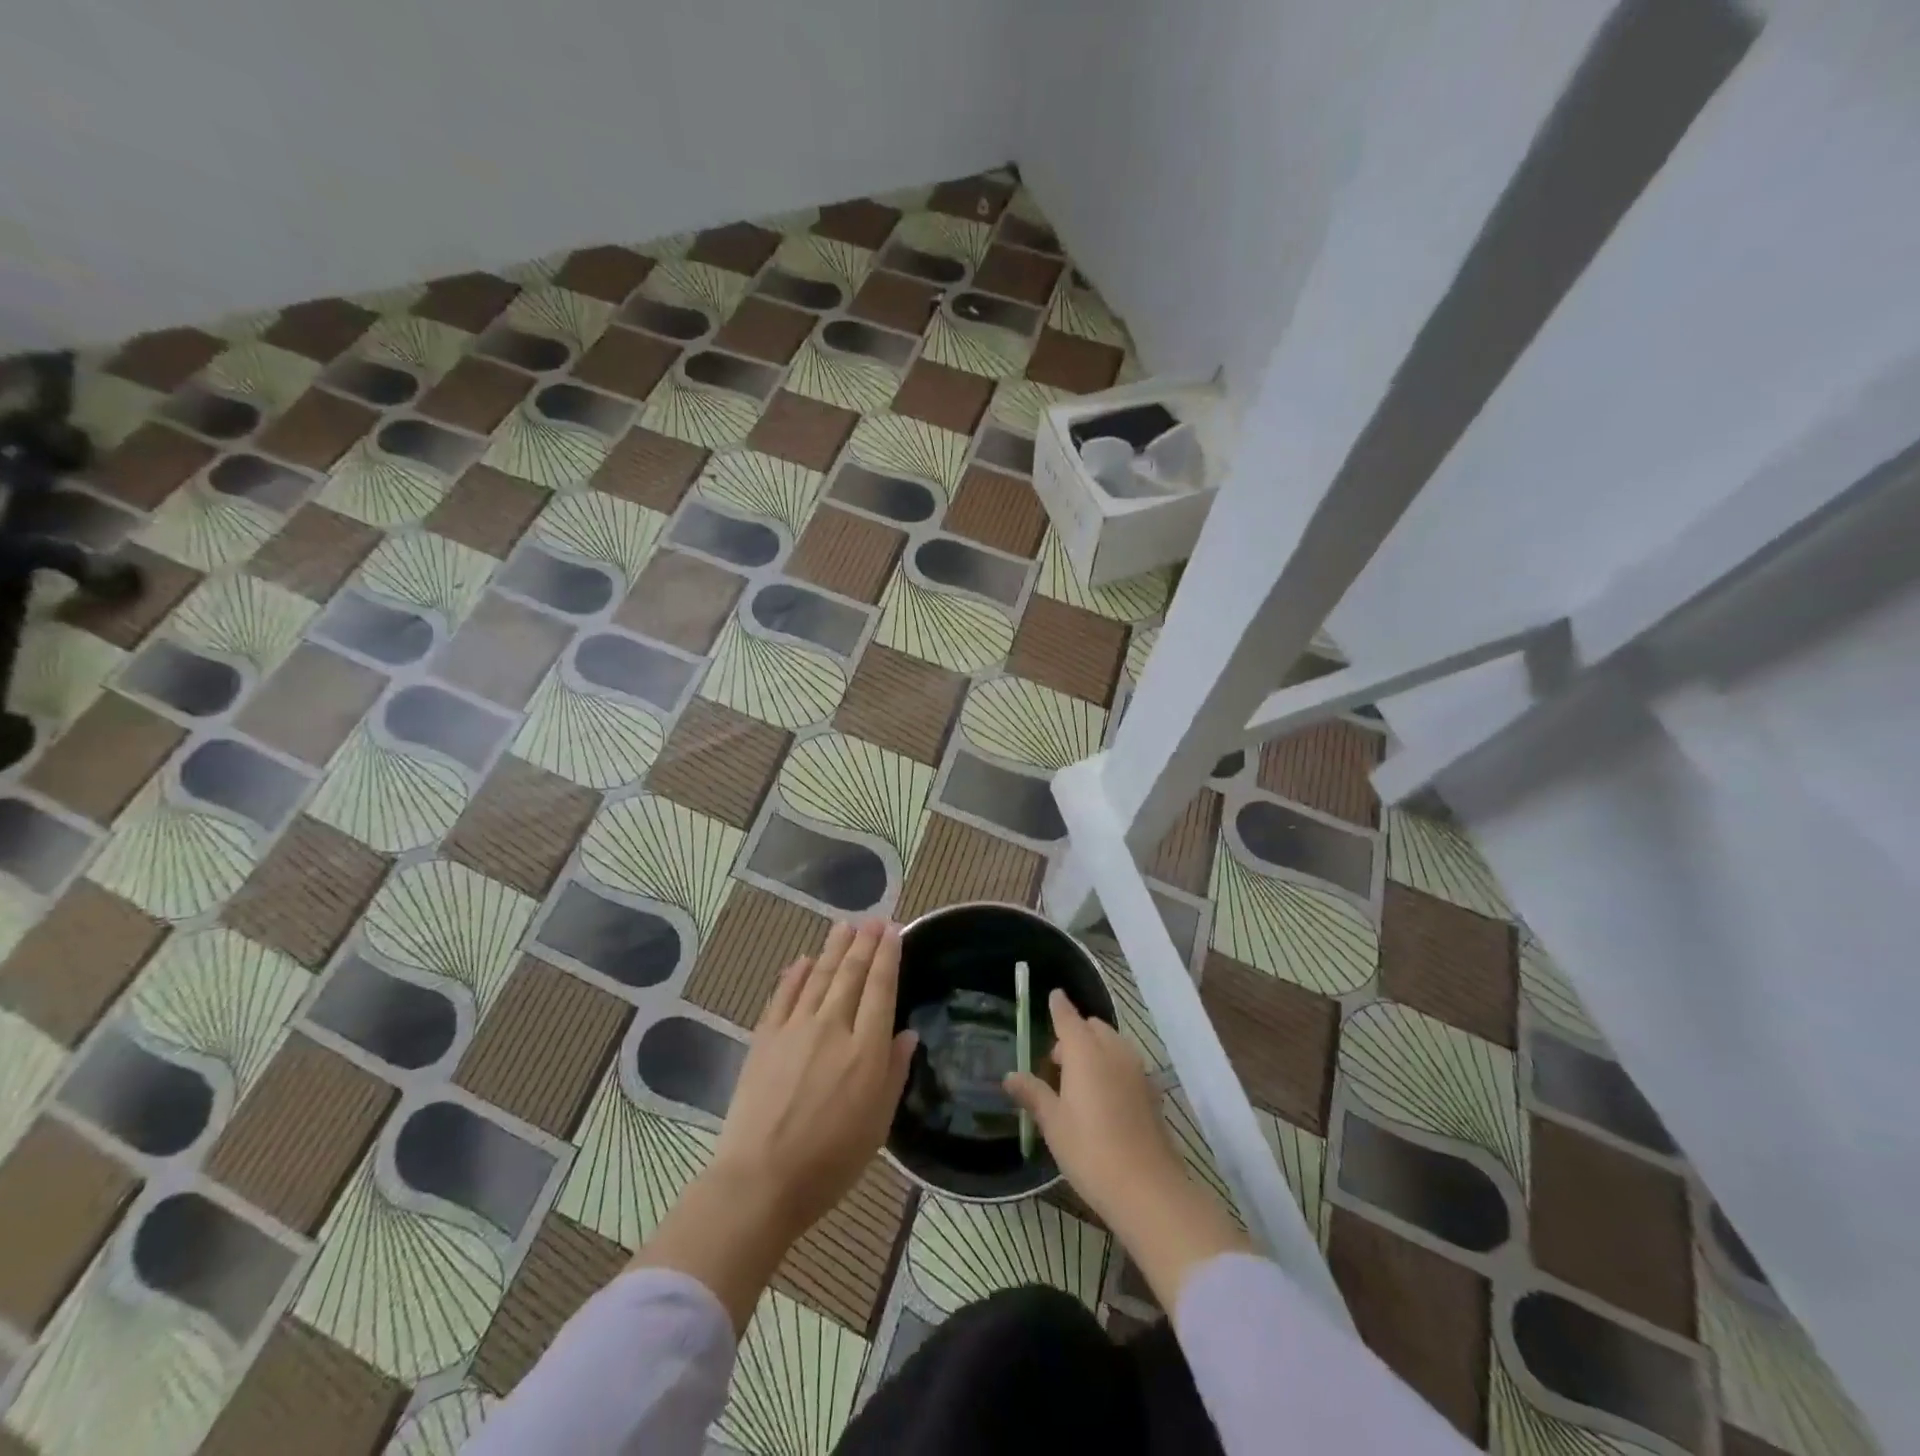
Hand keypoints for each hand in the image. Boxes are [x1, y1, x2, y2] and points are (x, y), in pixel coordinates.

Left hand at [631, 919, 916, 1331]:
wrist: (761, 1180)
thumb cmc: (830, 1161)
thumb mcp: (878, 1124)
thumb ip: (894, 1073)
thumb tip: (907, 1034)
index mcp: (866, 1049)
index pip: (881, 988)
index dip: (889, 956)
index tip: (895, 931)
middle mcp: (833, 1027)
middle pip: (851, 974)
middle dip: (865, 943)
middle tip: (874, 920)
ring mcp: (795, 1029)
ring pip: (819, 976)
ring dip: (833, 948)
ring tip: (845, 926)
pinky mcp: (765, 1038)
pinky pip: (783, 995)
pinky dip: (795, 974)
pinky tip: (803, 959)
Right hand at [1006, 989, 1250, 1310]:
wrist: (1148, 1189)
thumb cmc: (1090, 1151)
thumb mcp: (1053, 1124)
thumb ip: (1033, 1094)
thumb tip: (1011, 1075)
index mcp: (1085, 1052)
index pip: (1068, 1017)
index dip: (1059, 1006)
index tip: (1053, 995)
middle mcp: (1113, 1051)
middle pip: (1093, 1027)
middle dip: (1075, 1034)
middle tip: (1057, 1062)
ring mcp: (1137, 1070)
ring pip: (1112, 1044)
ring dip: (1095, 1049)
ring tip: (1078, 1082)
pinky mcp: (1151, 1091)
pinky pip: (1126, 1064)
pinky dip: (1112, 1066)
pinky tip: (1103, 1098)